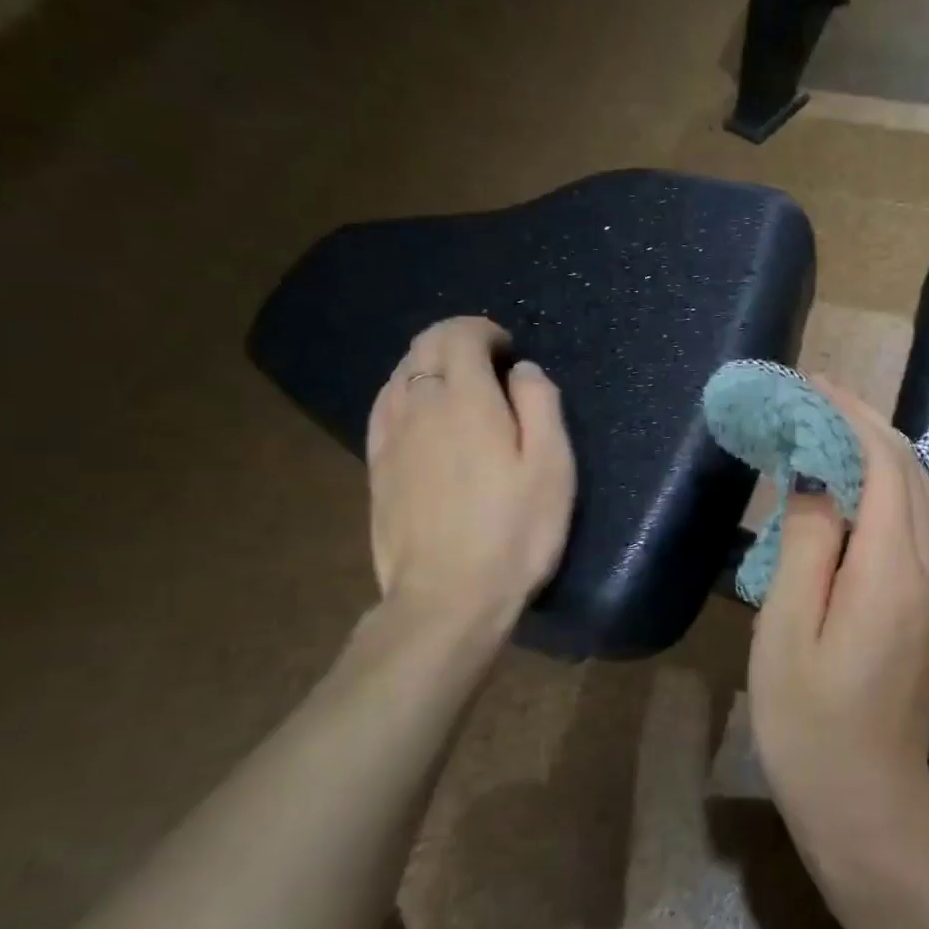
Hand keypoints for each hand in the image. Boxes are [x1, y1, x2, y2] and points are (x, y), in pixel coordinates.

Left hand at [366, 317, 575, 632]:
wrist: (448, 597)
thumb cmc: (515, 532)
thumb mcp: (552, 468)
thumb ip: (541, 405)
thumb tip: (522, 370)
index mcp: (466, 400)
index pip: (459, 335)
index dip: (484, 330)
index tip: (509, 348)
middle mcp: (419, 406)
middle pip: (424, 347)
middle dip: (455, 339)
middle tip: (488, 360)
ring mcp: (390, 438)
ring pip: (400, 374)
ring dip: (429, 364)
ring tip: (459, 385)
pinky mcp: (376, 468)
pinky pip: (384, 408)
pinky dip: (404, 392)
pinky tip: (420, 412)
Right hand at [747, 379, 928, 865]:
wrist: (868, 802)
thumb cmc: (809, 723)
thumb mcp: (787, 630)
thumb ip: (806, 546)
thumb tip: (815, 483)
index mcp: (892, 571)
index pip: (884, 464)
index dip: (852, 416)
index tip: (813, 385)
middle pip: (910, 471)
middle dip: (867, 424)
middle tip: (816, 400)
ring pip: (918, 495)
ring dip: (878, 454)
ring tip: (827, 433)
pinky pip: (915, 524)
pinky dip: (885, 489)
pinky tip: (847, 490)